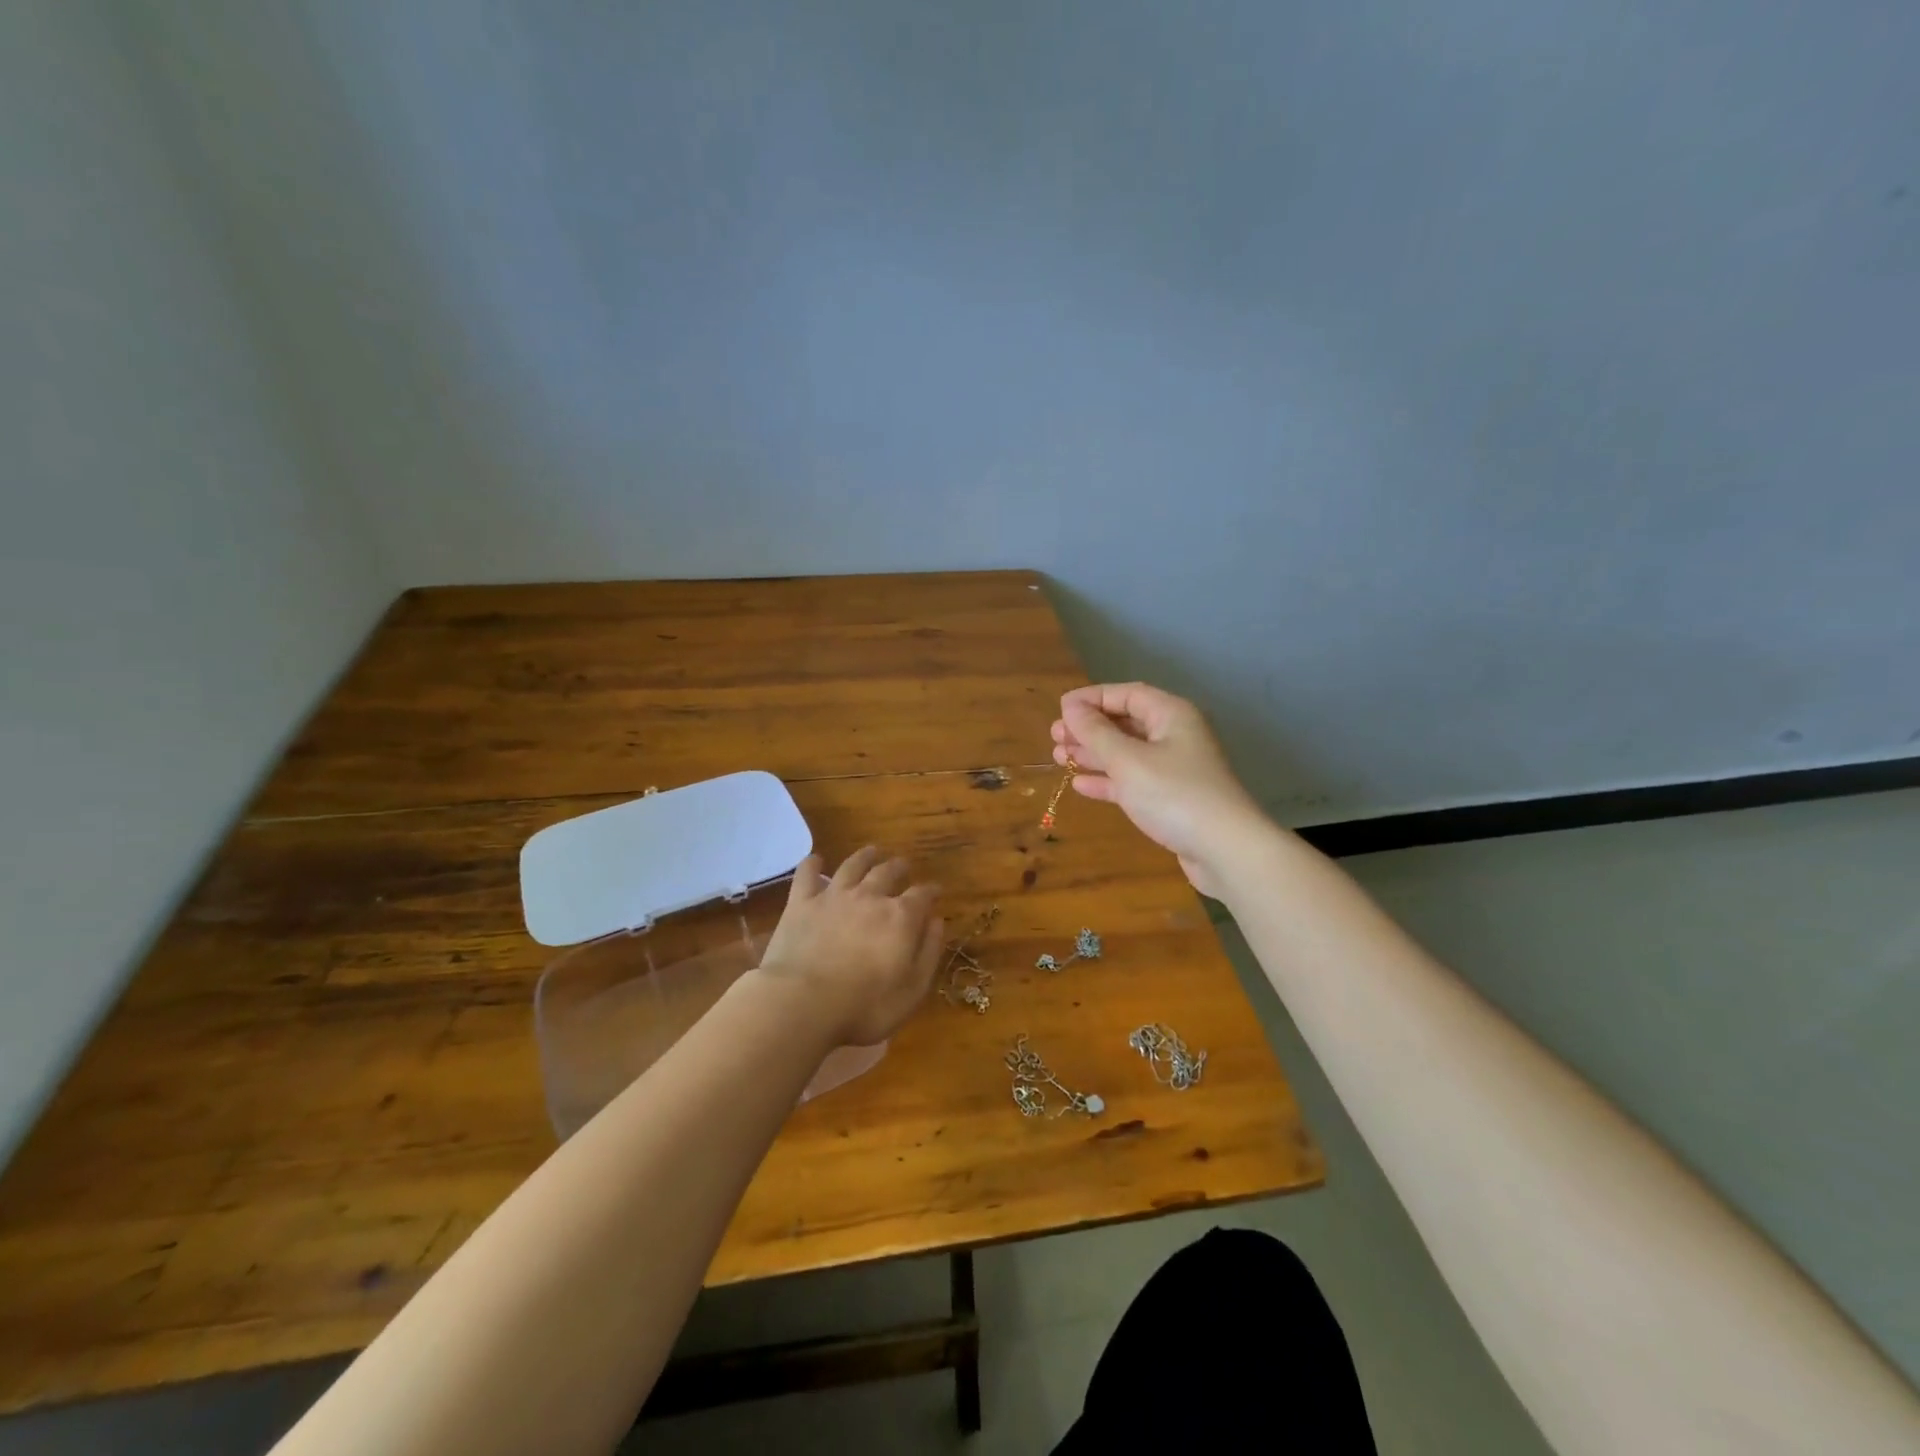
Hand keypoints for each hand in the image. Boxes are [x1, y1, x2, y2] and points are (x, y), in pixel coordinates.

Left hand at [755, 847, 943, 1046]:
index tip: (936, 891)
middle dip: (899, 868)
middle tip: (903, 866)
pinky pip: (807, 875)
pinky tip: (815, 859)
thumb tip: (937, 921)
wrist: (803, 1003)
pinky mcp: (801, 903)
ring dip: (865, 857)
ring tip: (872, 851)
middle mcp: (870, 897)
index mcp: (901, 917)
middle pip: (888, 872)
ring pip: (853, 865)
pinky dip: (813, 864)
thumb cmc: (865, 1007)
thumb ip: (928, 952)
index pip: (922, 895)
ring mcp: (834, 896)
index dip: (931, 891)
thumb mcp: (912, 990)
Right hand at [1051, 683, 1265, 896]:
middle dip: (1089, 728)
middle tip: (1055, 736)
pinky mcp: (1171, 798)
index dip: (1092, 698)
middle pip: (1125, 722)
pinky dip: (1108, 780)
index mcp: (1171, 715)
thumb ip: (1096, 733)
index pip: (1127, 694)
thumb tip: (1071, 708)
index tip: (1060, 709)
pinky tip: (1081, 784)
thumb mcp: (1127, 760)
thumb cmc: (1174, 794)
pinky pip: (1133, 780)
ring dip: (1093, 754)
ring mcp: (1174, 769)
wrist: (1225, 850)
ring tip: (1058, 757)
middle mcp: (1175, 736)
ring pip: (1126, 753)